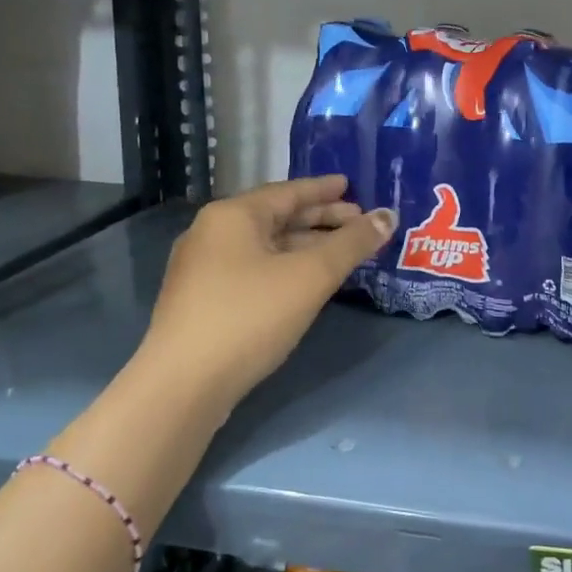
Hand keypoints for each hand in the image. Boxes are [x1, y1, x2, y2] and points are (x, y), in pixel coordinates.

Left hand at [137, 175, 395, 409]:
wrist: (183, 385)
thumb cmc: (250, 317)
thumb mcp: (310, 276)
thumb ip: (352, 244)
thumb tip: (389, 216)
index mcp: (233, 215)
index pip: (288, 191)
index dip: (324, 190)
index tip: (352, 187)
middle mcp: (212, 233)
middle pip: (276, 217)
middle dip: (320, 220)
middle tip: (359, 224)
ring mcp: (203, 268)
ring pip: (265, 246)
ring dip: (305, 247)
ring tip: (341, 255)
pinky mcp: (202, 300)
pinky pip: (253, 270)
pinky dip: (284, 268)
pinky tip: (305, 284)